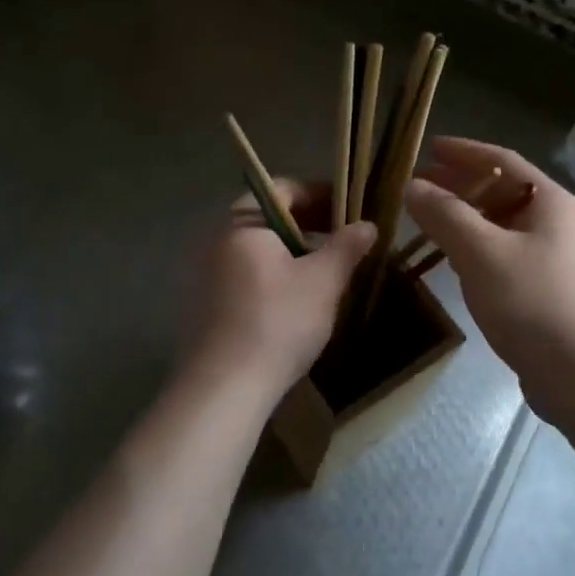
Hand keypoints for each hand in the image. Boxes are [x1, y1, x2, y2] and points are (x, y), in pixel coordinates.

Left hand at [186, 180, 375, 390]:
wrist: (224, 387)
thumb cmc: (278, 323)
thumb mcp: (323, 282)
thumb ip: (347, 247)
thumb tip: (367, 224)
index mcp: (243, 223)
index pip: (283, 188)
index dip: (321, 193)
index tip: (350, 209)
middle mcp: (218, 239)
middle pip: (268, 217)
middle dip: (309, 223)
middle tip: (343, 239)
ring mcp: (207, 272)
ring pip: (258, 248)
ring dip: (293, 251)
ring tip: (325, 270)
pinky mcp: (206, 303)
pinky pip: (246, 273)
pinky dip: (274, 274)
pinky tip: (295, 300)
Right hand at [405, 138, 574, 419]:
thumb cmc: (533, 302)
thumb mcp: (482, 253)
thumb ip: (445, 215)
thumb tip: (413, 186)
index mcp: (548, 201)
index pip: (502, 160)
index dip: (464, 151)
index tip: (429, 147)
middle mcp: (554, 223)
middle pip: (501, 190)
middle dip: (459, 185)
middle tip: (417, 184)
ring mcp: (551, 258)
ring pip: (500, 225)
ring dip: (464, 217)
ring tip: (425, 219)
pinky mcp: (543, 289)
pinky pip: (502, 254)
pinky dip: (474, 248)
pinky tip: (451, 259)